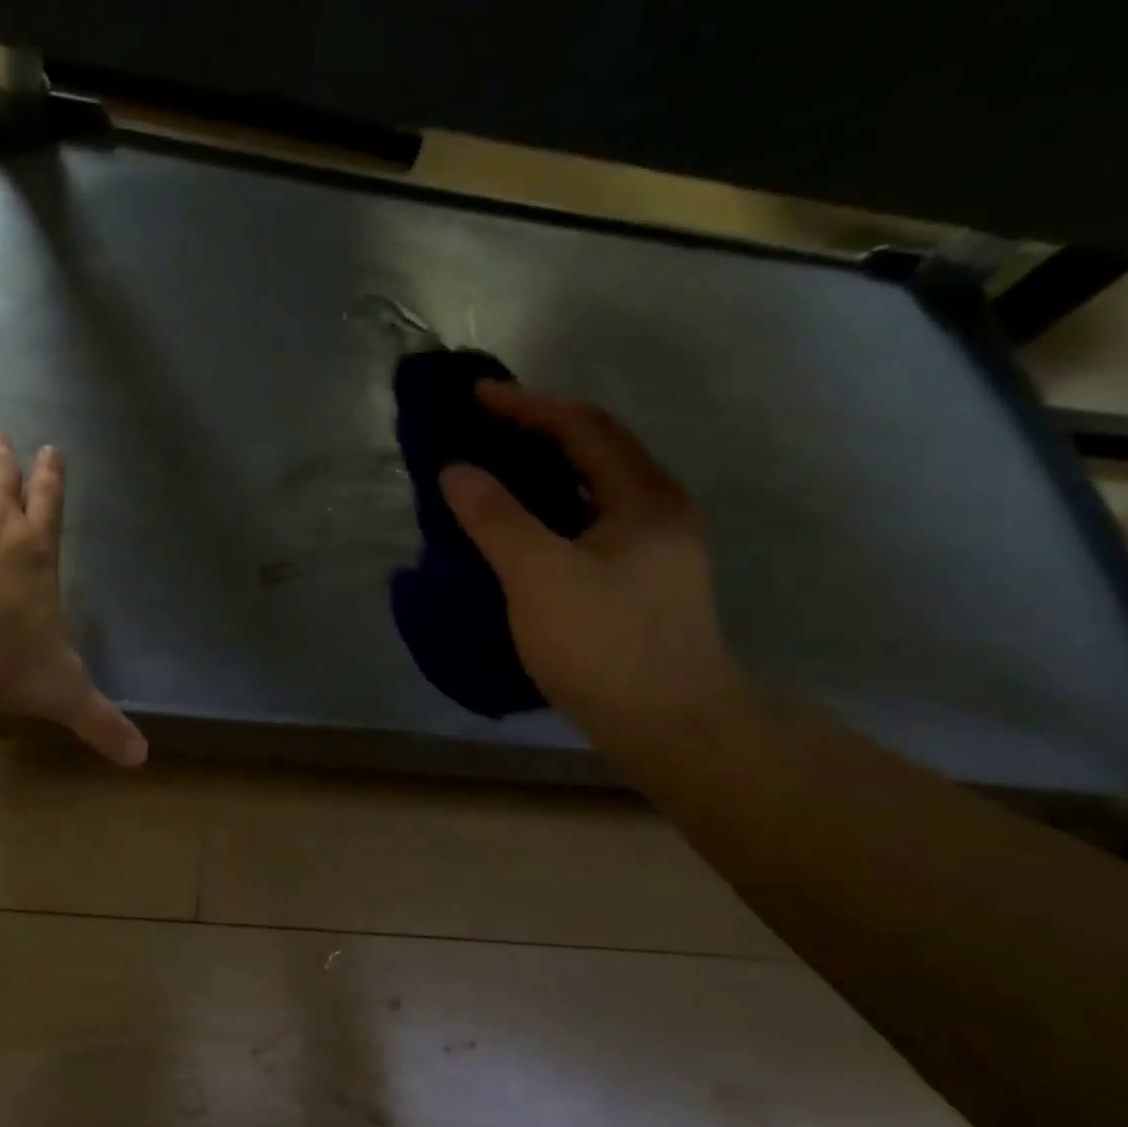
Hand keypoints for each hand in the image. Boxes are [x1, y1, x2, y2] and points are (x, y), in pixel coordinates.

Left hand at [0, 420, 145, 765]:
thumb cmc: (3, 661)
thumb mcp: (61, 692)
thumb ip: (99, 720)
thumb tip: (141, 759)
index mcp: (36, 552)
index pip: (51, 507)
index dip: (52, 479)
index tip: (53, 451)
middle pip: (3, 477)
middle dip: (5, 457)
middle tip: (4, 433)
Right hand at [440, 383, 749, 743]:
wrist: (671, 729)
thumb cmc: (606, 644)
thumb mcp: (540, 575)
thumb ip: (495, 518)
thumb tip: (455, 471)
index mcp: (644, 497)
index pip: (584, 426)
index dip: (528, 405)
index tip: (476, 397)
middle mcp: (658, 512)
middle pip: (595, 452)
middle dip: (538, 433)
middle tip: (482, 431)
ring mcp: (655, 551)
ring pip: (593, 492)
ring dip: (545, 474)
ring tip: (495, 473)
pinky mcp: (640, 585)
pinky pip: (590, 526)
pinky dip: (552, 513)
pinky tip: (522, 532)